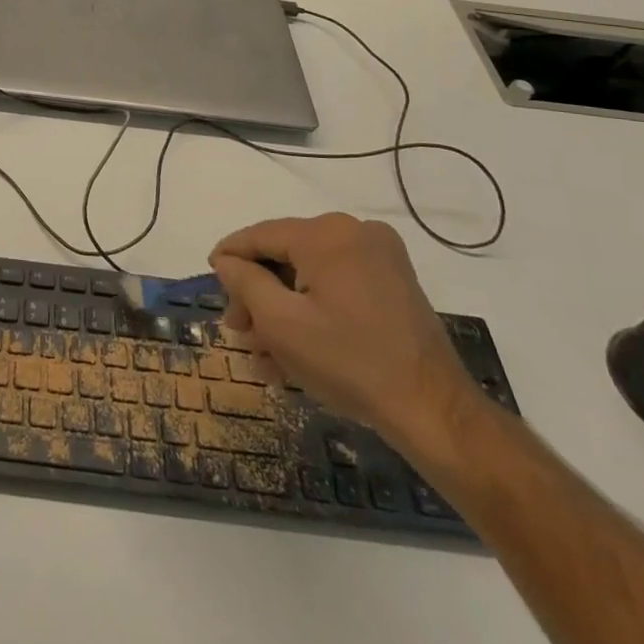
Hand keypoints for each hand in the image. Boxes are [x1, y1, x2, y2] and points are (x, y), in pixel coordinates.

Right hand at [208, 214, 478, 456]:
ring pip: (309, 273)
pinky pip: (336, 284)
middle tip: (241, 331)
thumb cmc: (349, 363)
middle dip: (258, 294)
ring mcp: (380, 256)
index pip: (260, 235)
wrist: (433, 412)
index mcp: (326, 234)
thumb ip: (244, 281)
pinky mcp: (393, 281)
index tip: (210, 278)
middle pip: (285, 255)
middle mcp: (354, 232)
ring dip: (283, 308)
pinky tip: (296, 348)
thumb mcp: (280, 322)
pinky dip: (312, 309)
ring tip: (266, 353)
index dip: (229, 256)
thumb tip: (227, 260)